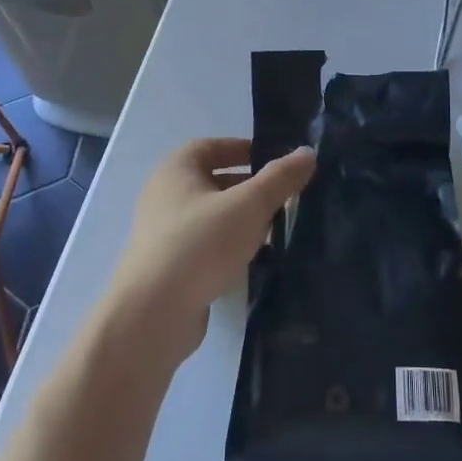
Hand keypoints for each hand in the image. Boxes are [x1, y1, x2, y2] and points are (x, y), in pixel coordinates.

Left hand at [99, 138, 315, 368]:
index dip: (243, 149)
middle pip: (214, 181)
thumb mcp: (249, 205)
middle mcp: (165, 195)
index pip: (212, 147)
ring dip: (242, 219)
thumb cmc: (200, 244)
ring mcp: (164, 233)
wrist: (153, 314)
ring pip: (212, 216)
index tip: (276, 161)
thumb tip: (308, 152)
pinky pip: (206, 245)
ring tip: (276, 228)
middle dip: (250, 187)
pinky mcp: (170, 266)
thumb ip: (280, 178)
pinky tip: (253, 258)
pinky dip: (230, 246)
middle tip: (285, 196)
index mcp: (176, 169)